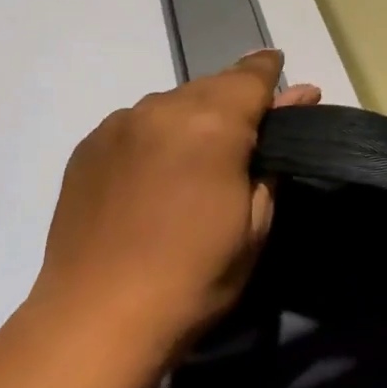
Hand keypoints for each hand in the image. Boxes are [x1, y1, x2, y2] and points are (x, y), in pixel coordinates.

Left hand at [29, 50, 320, 374]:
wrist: (97, 318)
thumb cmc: (193, 279)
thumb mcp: (253, 226)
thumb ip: (272, 157)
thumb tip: (298, 99)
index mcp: (211, 124)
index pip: (250, 76)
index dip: (269, 71)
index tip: (280, 70)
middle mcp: (161, 108)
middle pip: (209, 87)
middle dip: (231, 101)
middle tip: (243, 136)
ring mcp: (117, 124)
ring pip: (169, 104)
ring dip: (189, 120)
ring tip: (193, 161)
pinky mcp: (88, 146)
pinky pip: (134, 126)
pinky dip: (153, 137)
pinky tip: (152, 174)